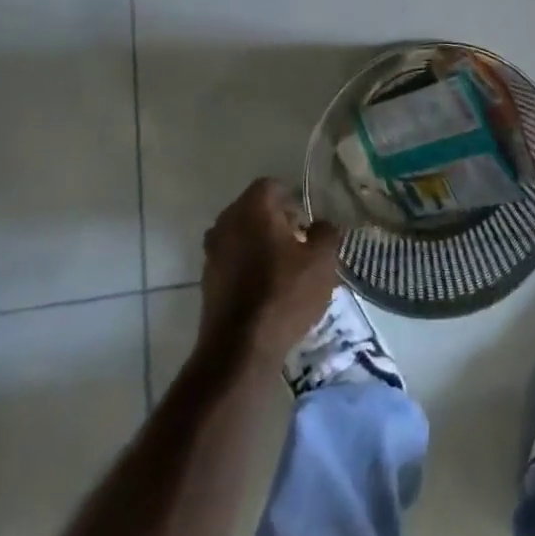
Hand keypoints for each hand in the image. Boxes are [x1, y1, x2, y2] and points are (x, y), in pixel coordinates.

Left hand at [199, 178, 340, 363]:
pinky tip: (267, 286)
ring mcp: (212, 252)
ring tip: (284, 266)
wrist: (240, 350)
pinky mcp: (207, 281)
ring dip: (260, 243)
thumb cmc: (284, 294)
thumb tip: (321, 225)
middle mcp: (226, 222)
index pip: (272, 185)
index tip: (306, 220)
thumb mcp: (322, 260)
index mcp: (253, 208)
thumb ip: (326, 232)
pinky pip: (232, 259)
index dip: (292, 198)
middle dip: (276, 220)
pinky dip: (247, 265)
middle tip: (299, 241)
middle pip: (253, 209)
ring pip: (241, 234)